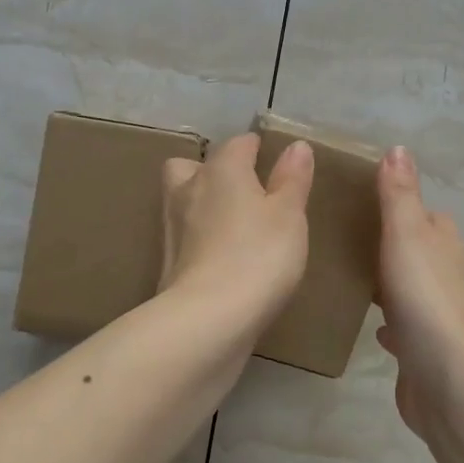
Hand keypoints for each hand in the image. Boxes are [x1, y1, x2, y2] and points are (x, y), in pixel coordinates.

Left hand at [160, 133, 313, 329]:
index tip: (272, 160)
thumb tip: (296, 146)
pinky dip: (197, 240)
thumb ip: (292, 179)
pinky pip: (183, 237)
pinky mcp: (167, 262)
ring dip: (199, 205)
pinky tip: (219, 258)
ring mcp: (171, 227)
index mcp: (221, 170)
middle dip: (210, 170)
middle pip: (190, 166)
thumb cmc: (258, 256)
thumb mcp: (289, 216)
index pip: (238, 144)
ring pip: (180, 200)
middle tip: (239, 190)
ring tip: (231, 225)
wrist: (208, 318)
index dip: (256, 148)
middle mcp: (188, 189)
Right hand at [375, 146, 463, 437]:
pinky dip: (394, 324)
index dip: (405, 209)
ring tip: (357, 280)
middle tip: (352, 243)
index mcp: (449, 247)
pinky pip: (408, 329)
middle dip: (396, 247)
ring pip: (415, 290)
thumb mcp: (406, 234)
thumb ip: (399, 195)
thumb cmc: (424, 297)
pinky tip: (374, 329)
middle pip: (423, 253)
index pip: (431, 217)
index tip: (368, 206)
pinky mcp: (429, 351)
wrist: (446, 378)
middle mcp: (452, 278)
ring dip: (394, 285)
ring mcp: (443, 317)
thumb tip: (400, 149)